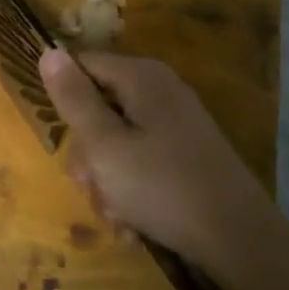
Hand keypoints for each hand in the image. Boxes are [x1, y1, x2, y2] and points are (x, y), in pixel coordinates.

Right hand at [38, 49, 273, 272]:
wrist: (239, 238)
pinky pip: (141, 161)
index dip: (65, 101)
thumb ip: (74, 99)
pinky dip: (132, 189)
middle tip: (90, 185)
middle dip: (88, 154)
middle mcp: (160, 90)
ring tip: (117, 215)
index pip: (83, 65)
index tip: (63, 142)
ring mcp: (176, 122)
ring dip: (107, 180)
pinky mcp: (186, 152)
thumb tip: (49, 51)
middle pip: (99, 108)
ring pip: (117, 142)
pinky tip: (134, 223)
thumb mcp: (104, 145)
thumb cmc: (162, 187)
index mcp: (140, 77)